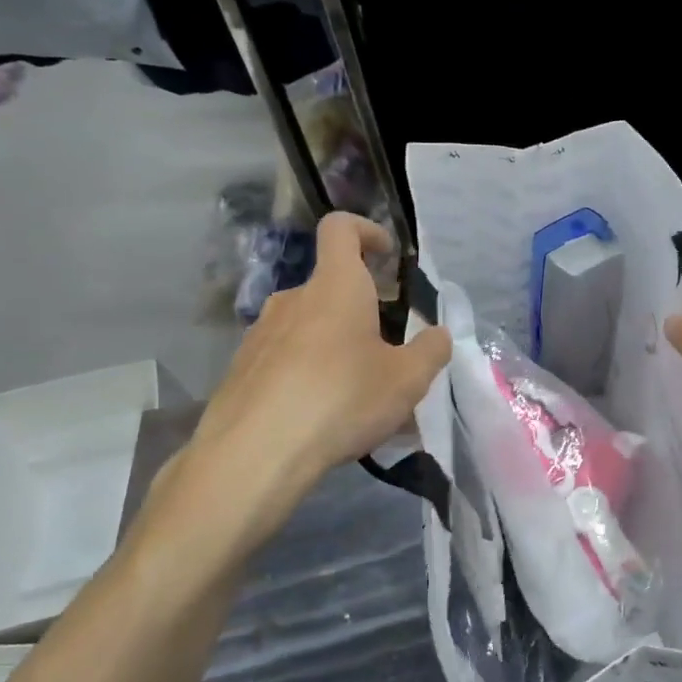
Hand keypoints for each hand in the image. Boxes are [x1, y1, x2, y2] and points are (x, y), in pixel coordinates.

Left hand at [191, 213, 448, 485]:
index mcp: (335, 287)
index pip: (341, 229)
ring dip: (335, 348)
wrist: (255, 452)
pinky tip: (322, 418)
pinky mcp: (242, 370)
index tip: (387, 256)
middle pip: (330, 289)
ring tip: (358, 396)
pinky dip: (307, 375)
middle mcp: (293, 299)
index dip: (366, 230)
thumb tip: (439, 334)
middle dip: (361, 312)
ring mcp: (260, 334)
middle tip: (387, 352)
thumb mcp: (407, 380)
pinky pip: (285, 360)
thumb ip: (430, 351)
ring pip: (308, 329)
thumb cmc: (341, 399)